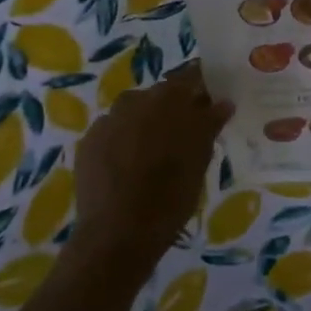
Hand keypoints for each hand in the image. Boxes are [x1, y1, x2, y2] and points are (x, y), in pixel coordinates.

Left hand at [71, 63, 232, 273]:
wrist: (118, 233)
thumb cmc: (171, 194)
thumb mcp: (200, 159)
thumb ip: (210, 124)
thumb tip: (222, 102)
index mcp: (168, 99)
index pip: (190, 77)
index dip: (201, 86)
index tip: (211, 100)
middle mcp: (136, 100)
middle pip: (160, 94)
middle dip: (174, 108)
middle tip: (186, 133)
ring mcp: (108, 120)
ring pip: (135, 112)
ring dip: (147, 123)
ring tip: (155, 152)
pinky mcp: (88, 142)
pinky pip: (113, 131)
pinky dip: (124, 140)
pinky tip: (129, 165)